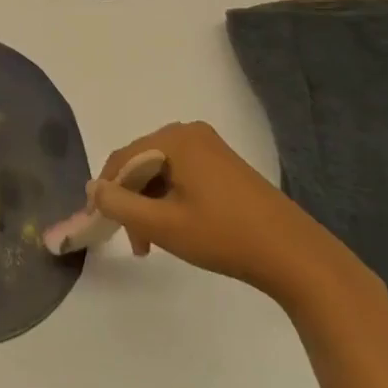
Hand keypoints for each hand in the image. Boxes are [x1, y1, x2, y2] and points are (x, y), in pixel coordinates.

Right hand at [88, 121, 365, 305]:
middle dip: (131, 201)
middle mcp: (190, 133)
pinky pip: (182, 174)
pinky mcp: (224, 165)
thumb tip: (93, 188)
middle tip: (134, 243)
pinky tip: (175, 229)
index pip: (124, 158)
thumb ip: (121, 206)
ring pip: (161, 171)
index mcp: (175, 139)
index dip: (106, 190)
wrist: (294, 255)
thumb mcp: (164, 226)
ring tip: (152, 244)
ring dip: (150, 204)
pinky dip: (170, 199)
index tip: (98, 223)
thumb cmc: (224, 236)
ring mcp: (210, 147)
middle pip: (143, 163)